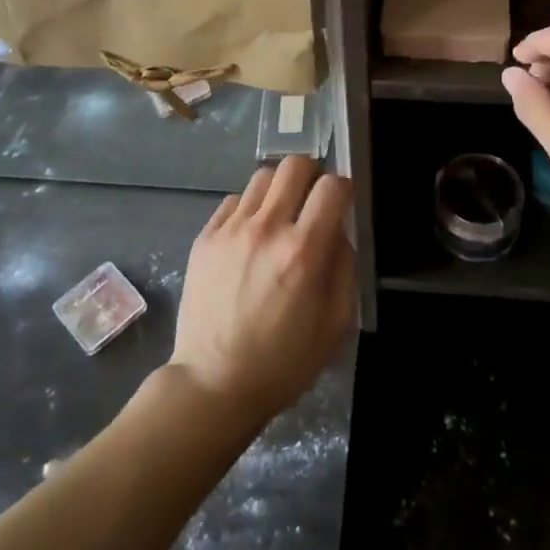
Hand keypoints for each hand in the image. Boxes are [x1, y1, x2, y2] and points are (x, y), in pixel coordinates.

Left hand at [170, 156, 355, 430]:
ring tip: (279, 217)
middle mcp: (266, 229)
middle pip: (294, 165)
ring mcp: (231, 230)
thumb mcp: (334, 325)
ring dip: (278, 190)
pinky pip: (234, 200)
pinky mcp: (205, 238)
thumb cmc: (283, 362)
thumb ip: (344, 268)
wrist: (213, 384)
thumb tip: (339, 231)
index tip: (341, 204)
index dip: (343, 189)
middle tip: (311, 199)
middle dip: (311, 174)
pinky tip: (250, 237)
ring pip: (262, 176)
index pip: (331, 187)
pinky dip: (249, 209)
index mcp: (302, 252)